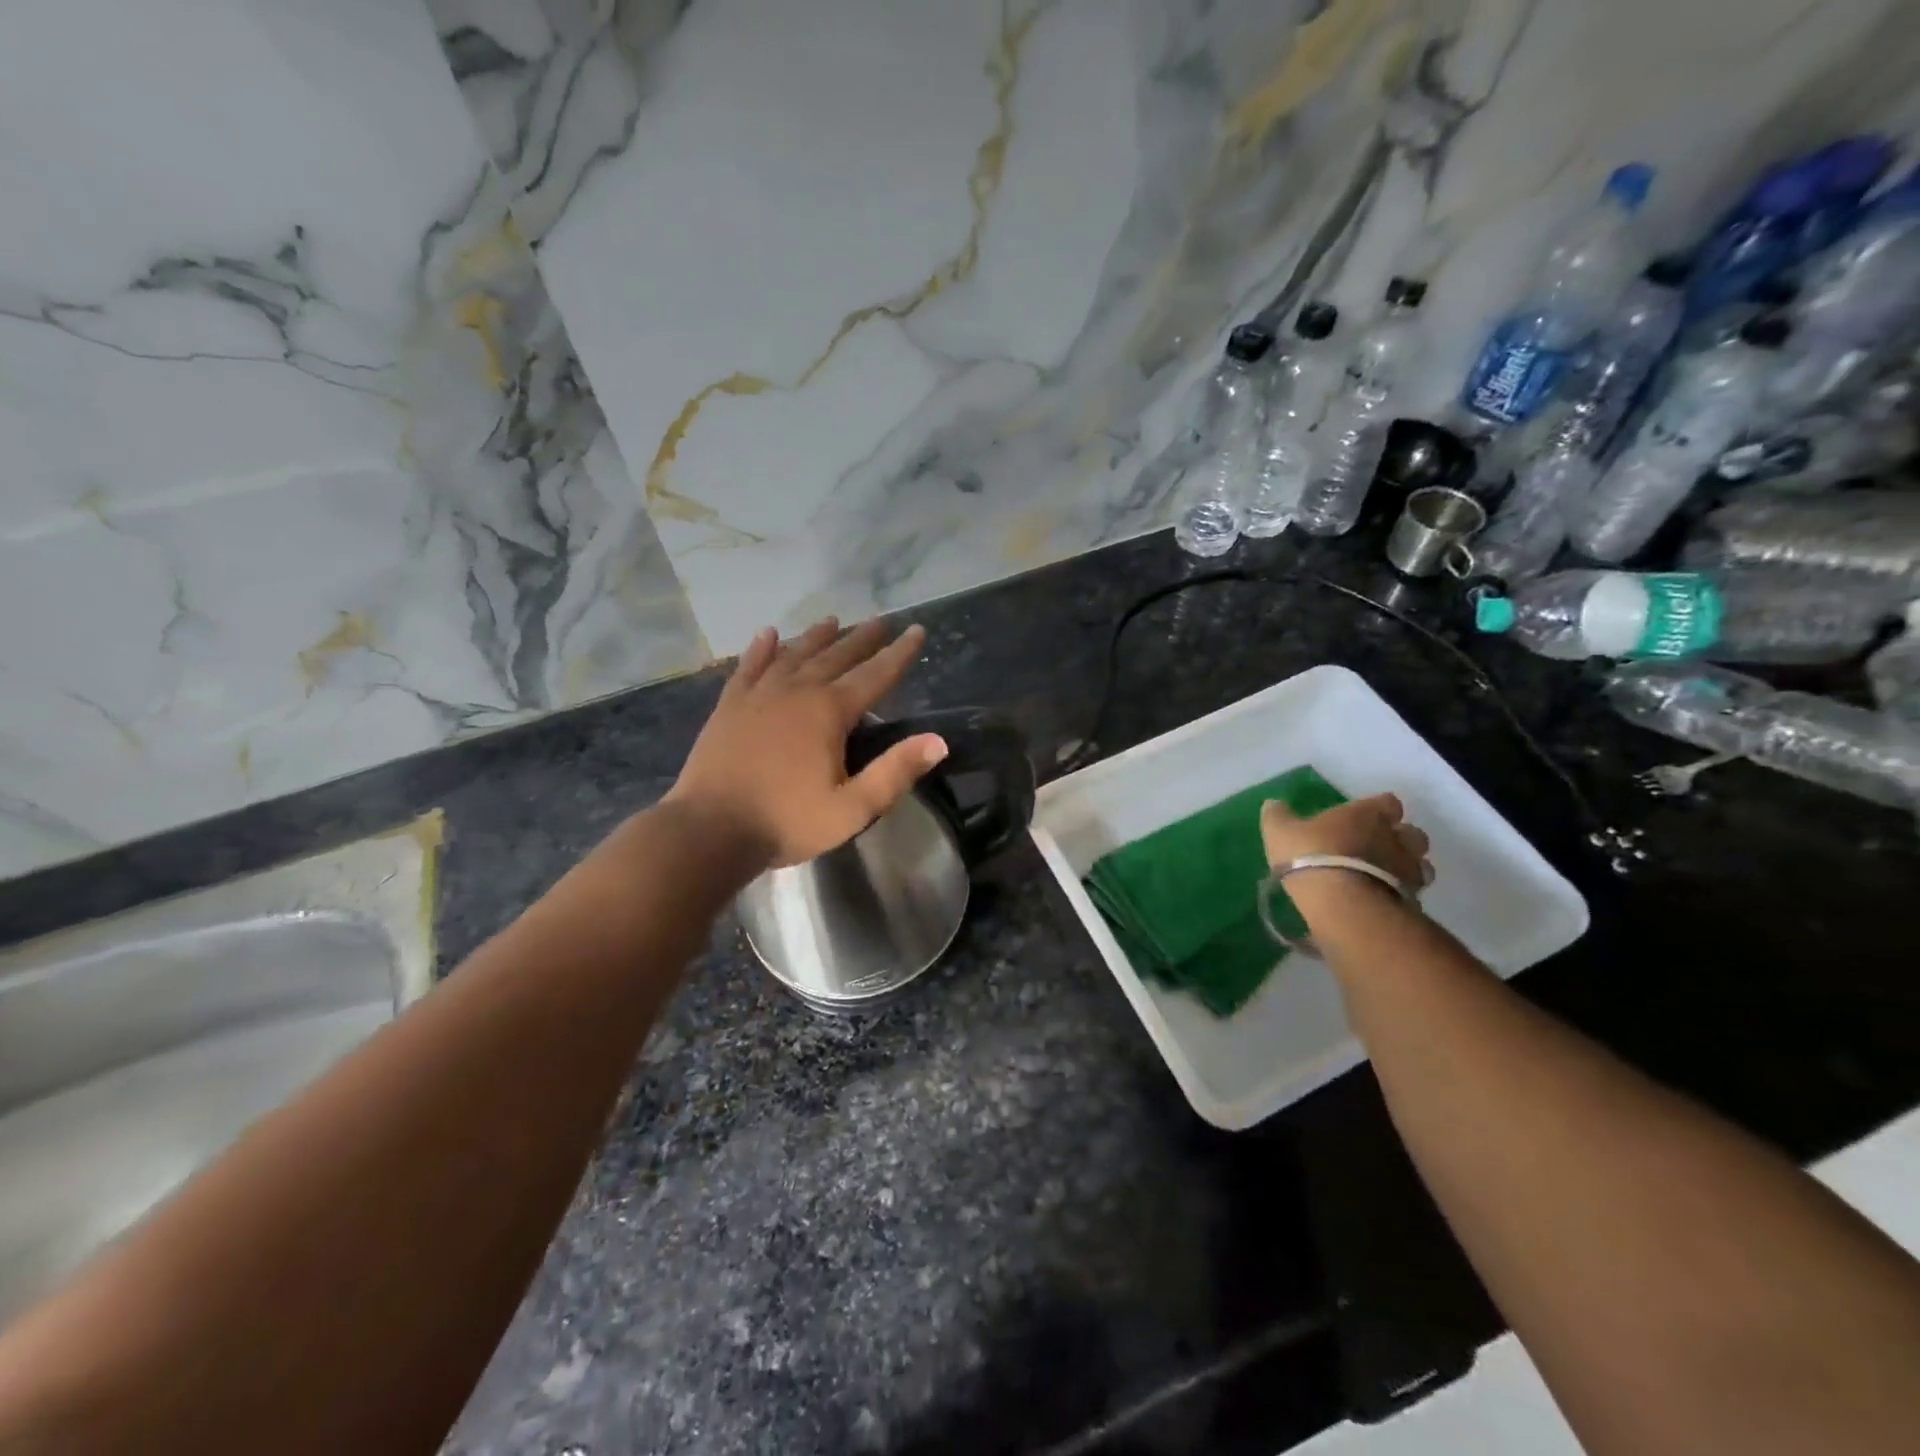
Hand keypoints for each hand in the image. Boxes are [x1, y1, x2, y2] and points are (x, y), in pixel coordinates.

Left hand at [667, 618, 948, 868]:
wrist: (709, 830)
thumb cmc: (786, 822)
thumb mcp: (851, 808)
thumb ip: (895, 772)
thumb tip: (938, 741)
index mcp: (828, 712)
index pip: (875, 675)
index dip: (899, 653)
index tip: (917, 630)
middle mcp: (796, 691)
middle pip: (836, 656)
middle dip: (861, 638)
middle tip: (881, 620)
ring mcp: (758, 695)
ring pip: (793, 654)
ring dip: (816, 636)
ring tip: (833, 620)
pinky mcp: (729, 706)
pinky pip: (749, 667)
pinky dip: (761, 649)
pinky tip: (768, 634)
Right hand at [1261, 793, 1432, 891]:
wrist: (1341, 902)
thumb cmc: (1310, 855)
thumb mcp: (1280, 831)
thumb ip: (1278, 815)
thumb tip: (1273, 803)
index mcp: (1367, 814)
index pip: (1388, 802)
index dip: (1379, 808)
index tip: (1366, 817)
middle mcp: (1395, 837)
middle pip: (1412, 832)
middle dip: (1400, 838)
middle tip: (1379, 848)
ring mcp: (1408, 869)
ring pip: (1420, 863)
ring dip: (1407, 867)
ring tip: (1385, 877)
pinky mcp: (1411, 899)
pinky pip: (1413, 892)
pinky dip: (1403, 894)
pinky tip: (1384, 901)